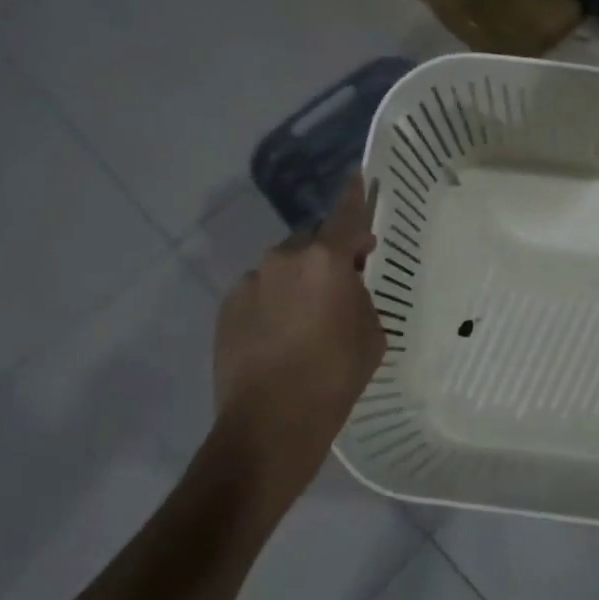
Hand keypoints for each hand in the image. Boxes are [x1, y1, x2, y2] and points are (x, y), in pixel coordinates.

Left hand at [210, 174, 385, 510]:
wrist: (269, 425)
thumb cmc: (334, 377)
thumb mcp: (371, 334)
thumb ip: (360, 297)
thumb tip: (346, 287)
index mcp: (326, 261)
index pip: (346, 215)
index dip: (355, 194)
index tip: (358, 175)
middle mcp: (284, 259)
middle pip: (311, 243)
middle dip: (326, 255)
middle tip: (340, 284)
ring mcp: (250, 282)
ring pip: (282, 267)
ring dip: (297, 280)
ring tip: (306, 318)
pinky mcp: (227, 307)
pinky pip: (260, 291)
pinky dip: (272, 301)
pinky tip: (279, 334)